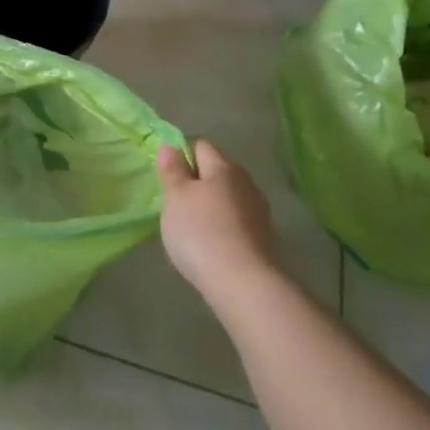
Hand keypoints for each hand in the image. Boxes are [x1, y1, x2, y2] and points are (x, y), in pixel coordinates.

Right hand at [156, 139, 280, 306]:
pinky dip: (221, 225)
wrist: (243, 284)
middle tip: (174, 202)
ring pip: (227, 196)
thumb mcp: (175, 197)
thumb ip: (172, 169)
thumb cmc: (201, 231)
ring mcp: (258, 211)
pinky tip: (209, 243)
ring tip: (190, 226)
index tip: (166, 175)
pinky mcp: (263, 237)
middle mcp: (246, 182)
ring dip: (209, 204)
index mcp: (224, 167)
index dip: (180, 154)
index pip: (199, 145)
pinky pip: (235, 220)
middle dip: (195, 181)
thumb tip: (170, 145)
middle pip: (216, 171)